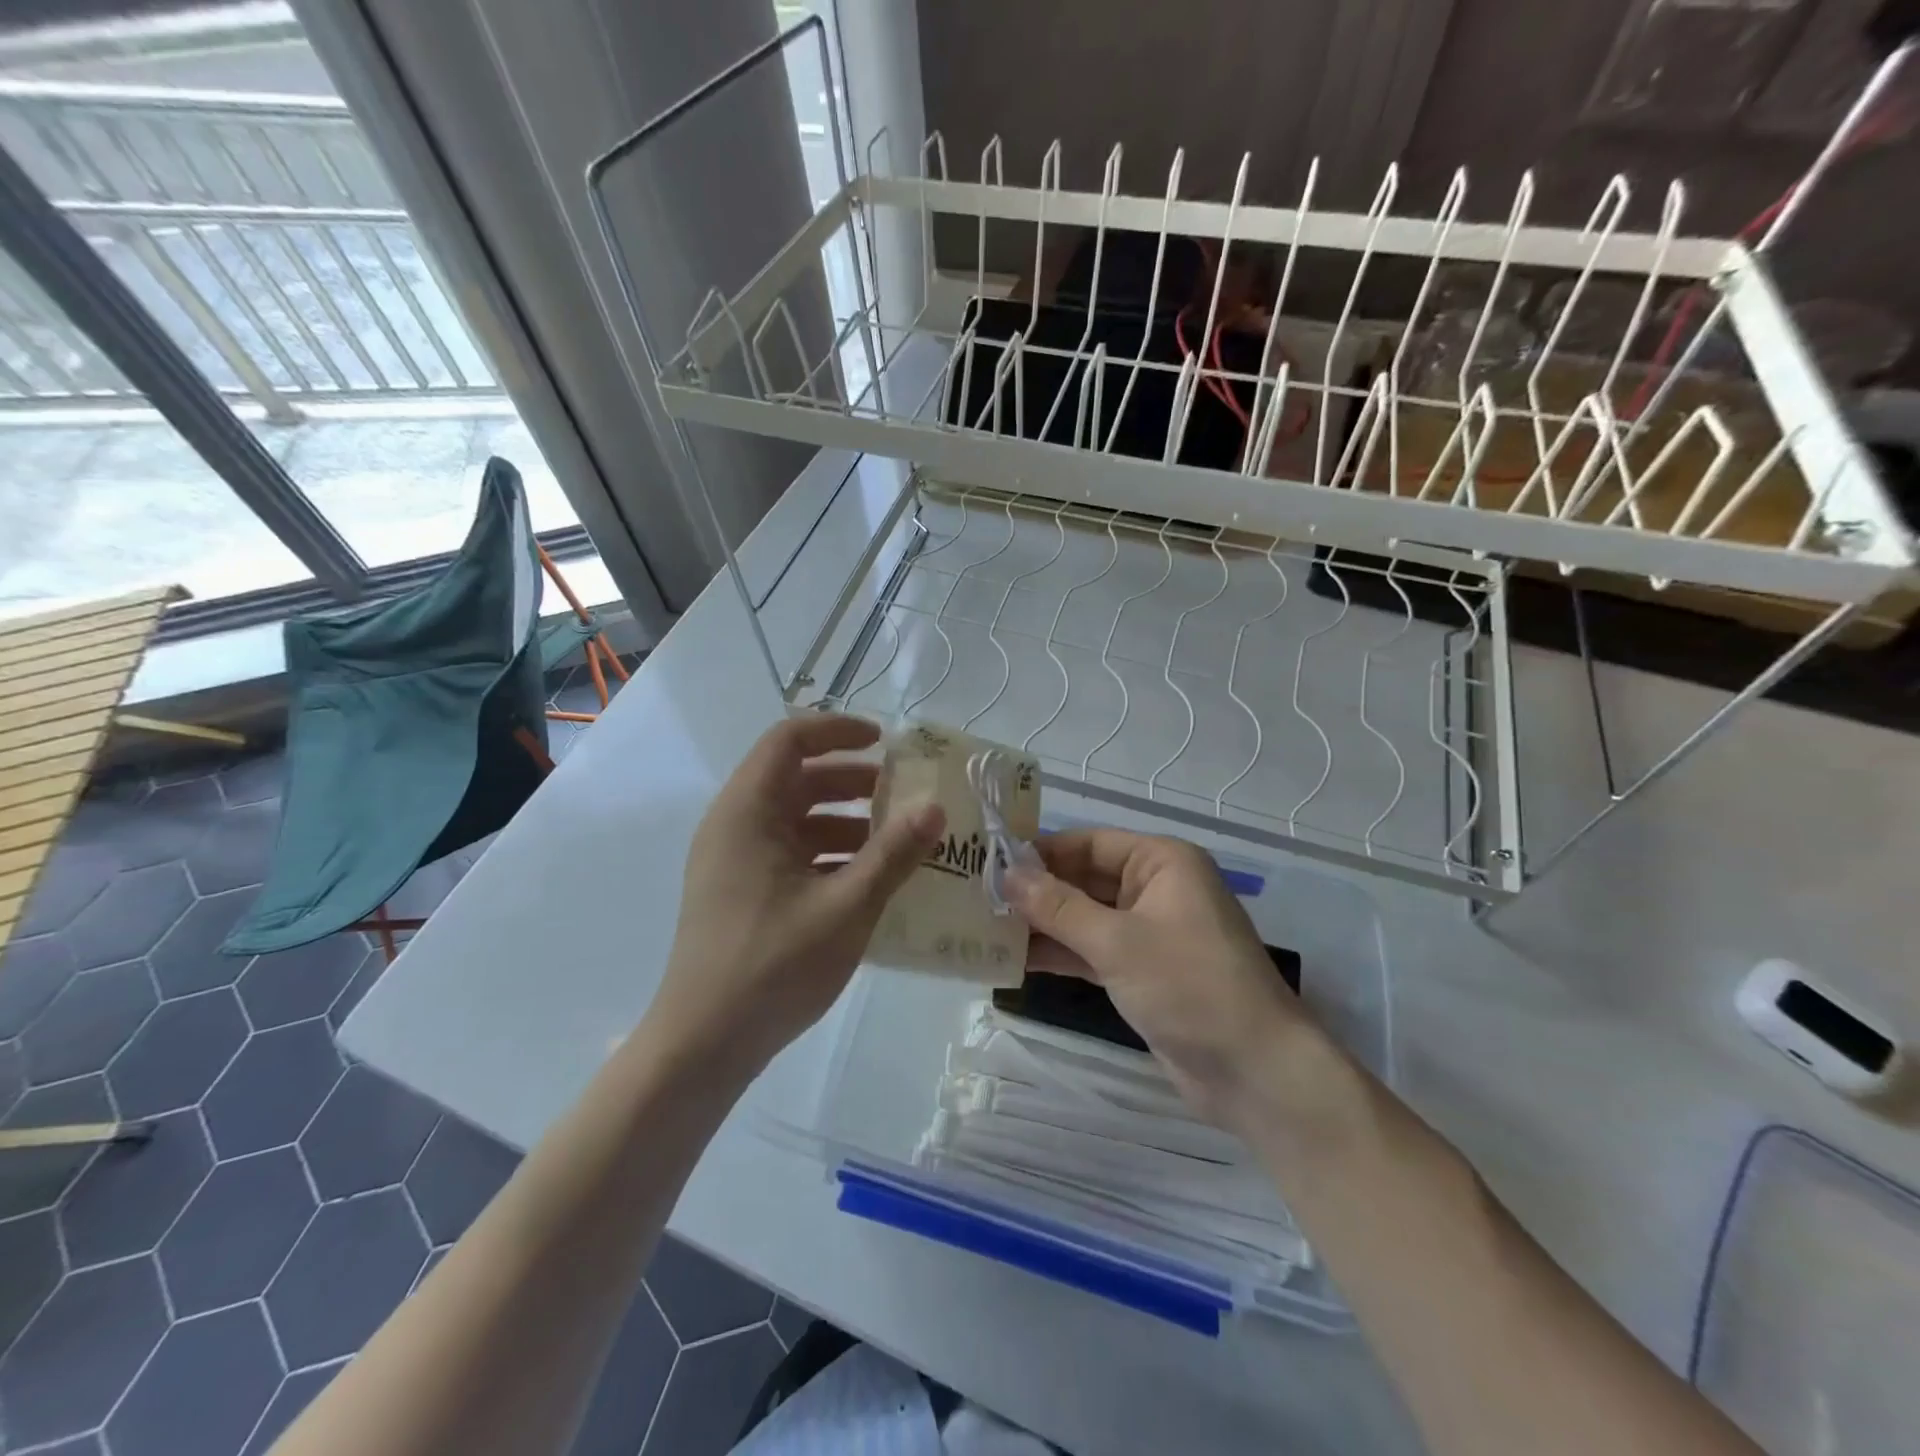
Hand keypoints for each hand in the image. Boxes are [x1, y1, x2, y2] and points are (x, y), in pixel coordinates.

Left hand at [651, 715, 943, 1079]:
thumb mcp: (846, 907)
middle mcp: (735, 825)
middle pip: (796, 778)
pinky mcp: (741, 891)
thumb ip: (893, 854)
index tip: (886, 742)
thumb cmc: (773, 965)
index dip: (838, 730)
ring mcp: (734, 861)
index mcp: (748, 811)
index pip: (789, 739)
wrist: (704, 1044)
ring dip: (844, 820)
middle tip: (902, 794)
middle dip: (852, 781)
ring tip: (896, 840)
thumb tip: (934, 808)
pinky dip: (828, 853)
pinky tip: (868, 880)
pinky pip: (789, 853)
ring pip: (795, 818)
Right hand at [1006, 829, 1313, 1125]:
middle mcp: (1155, 888)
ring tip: (985, 928)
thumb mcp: (1118, 942)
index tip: (988, 862)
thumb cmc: (1190, 986)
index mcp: (1161, 862)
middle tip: (977, 898)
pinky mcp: (1141, 971)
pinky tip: (1014, 960)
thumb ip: (1058, 908)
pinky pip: (1092, 950)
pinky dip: (1060, 954)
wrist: (1255, 1071)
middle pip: (1084, 879)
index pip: (1088, 843)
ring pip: (1084, 917)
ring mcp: (1148, 932)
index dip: (1040, 852)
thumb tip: (1006, 876)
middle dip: (1036, 891)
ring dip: (1042, 924)